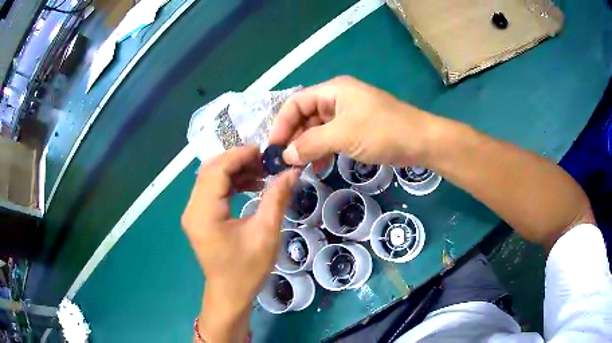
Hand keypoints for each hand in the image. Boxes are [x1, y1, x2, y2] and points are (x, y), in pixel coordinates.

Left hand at [181, 146, 298, 340]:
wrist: (230, 294)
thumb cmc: (247, 269)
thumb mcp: (265, 233)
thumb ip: (276, 198)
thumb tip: (291, 171)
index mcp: (204, 213)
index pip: (216, 170)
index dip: (239, 156)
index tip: (264, 152)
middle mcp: (192, 209)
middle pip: (210, 170)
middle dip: (237, 160)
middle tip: (264, 162)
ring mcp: (192, 213)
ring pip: (210, 178)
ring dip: (234, 171)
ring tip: (260, 174)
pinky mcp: (198, 217)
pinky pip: (211, 190)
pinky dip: (229, 183)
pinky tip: (249, 186)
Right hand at [269, 76, 437, 166]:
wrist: (420, 141)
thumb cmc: (382, 131)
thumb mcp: (343, 135)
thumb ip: (311, 144)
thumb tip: (286, 155)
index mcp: (332, 91)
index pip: (296, 103)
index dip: (282, 124)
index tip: (274, 147)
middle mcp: (337, 99)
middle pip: (305, 116)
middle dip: (294, 137)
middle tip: (285, 161)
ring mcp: (347, 115)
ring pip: (317, 129)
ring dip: (307, 146)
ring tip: (299, 167)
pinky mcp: (356, 130)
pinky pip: (331, 138)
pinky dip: (322, 150)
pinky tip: (318, 165)